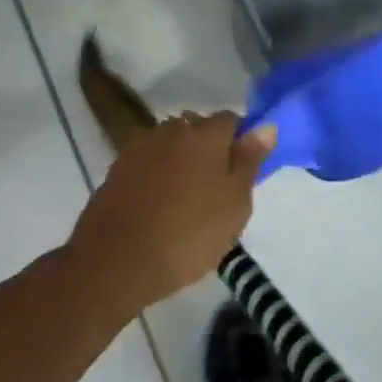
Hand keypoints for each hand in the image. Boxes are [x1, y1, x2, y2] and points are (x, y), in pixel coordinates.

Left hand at [64, 112, 273, 312]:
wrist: (116, 261)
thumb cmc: (188, 235)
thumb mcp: (235, 205)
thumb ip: (249, 161)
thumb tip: (265, 127)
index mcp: (204, 134)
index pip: (231, 120)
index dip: (240, 142)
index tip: (243, 172)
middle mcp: (170, 130)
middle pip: (197, 129)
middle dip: (209, 149)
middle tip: (215, 189)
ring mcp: (139, 147)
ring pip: (170, 145)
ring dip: (180, 161)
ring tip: (185, 199)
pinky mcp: (117, 168)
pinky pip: (148, 162)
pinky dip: (157, 175)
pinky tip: (158, 205)